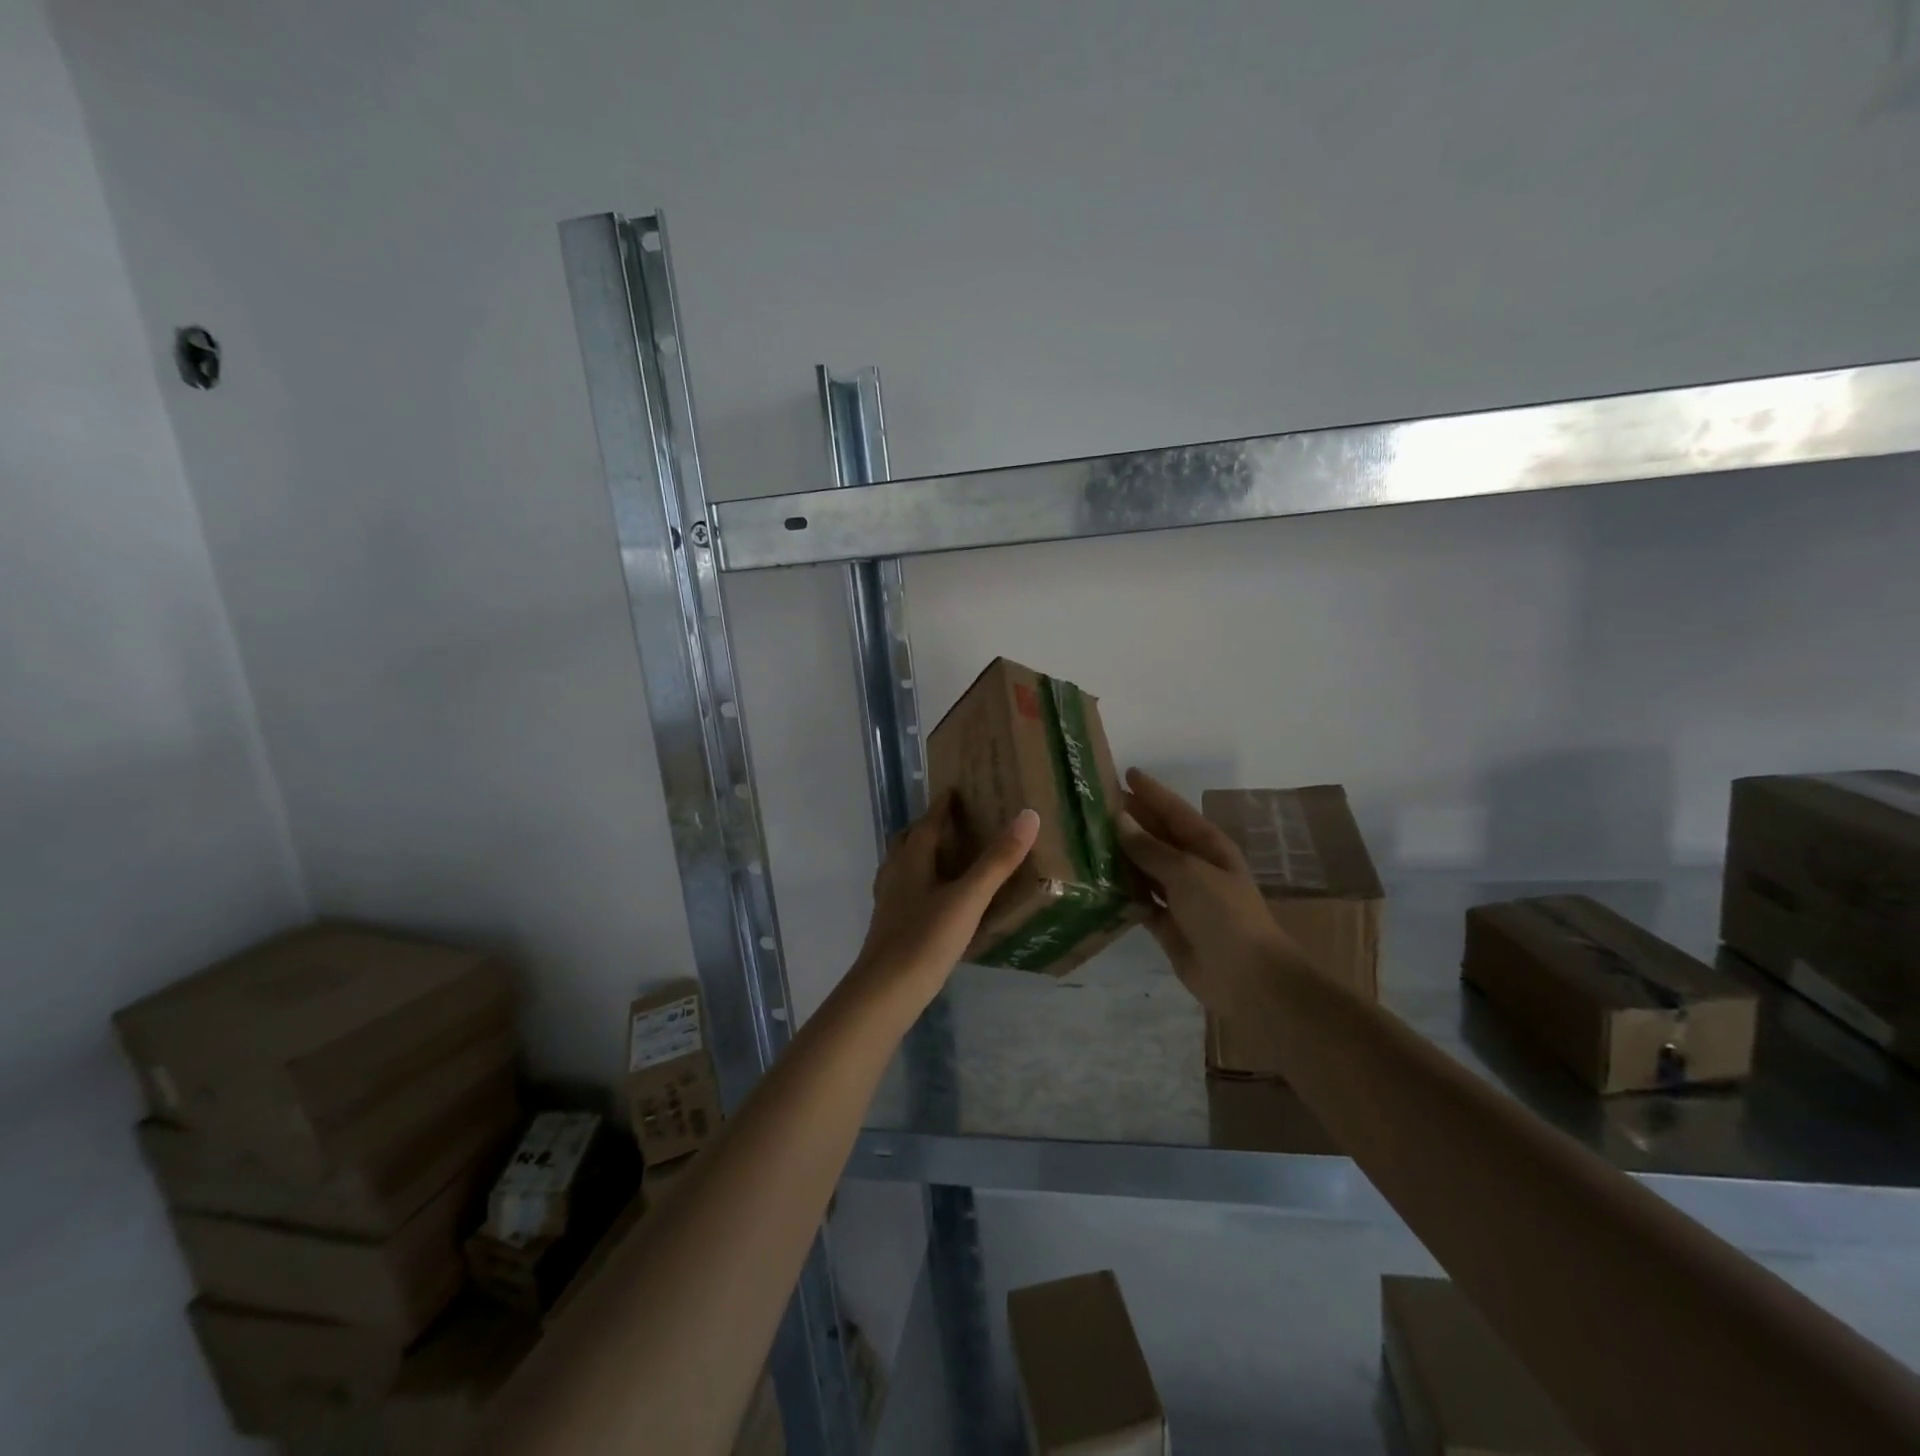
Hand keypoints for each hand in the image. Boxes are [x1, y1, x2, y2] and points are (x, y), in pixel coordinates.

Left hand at [849, 792, 1040, 1014]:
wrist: (885, 992)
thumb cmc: (926, 939)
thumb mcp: (968, 898)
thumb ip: (997, 861)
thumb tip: (1027, 816)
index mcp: (911, 861)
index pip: (926, 824)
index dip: (940, 807)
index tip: (952, 791)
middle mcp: (894, 875)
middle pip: (906, 842)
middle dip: (924, 828)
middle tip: (948, 823)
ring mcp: (887, 903)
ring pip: (900, 868)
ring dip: (917, 856)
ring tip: (942, 858)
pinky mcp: (888, 928)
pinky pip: (902, 893)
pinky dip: (917, 885)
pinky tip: (932, 902)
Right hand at [1115, 768, 1296, 1016]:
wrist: (1247, 977)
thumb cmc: (1223, 914)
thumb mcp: (1187, 872)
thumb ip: (1150, 848)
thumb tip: (1120, 819)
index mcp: (1208, 846)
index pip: (1174, 810)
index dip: (1151, 792)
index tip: (1125, 773)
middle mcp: (1193, 867)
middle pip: (1157, 837)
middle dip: (1131, 821)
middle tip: (1094, 804)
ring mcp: (1181, 897)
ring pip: (1145, 868)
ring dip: (1121, 855)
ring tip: (1086, 838)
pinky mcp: (1167, 925)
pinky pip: (1139, 900)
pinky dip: (1121, 892)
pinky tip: (1095, 882)